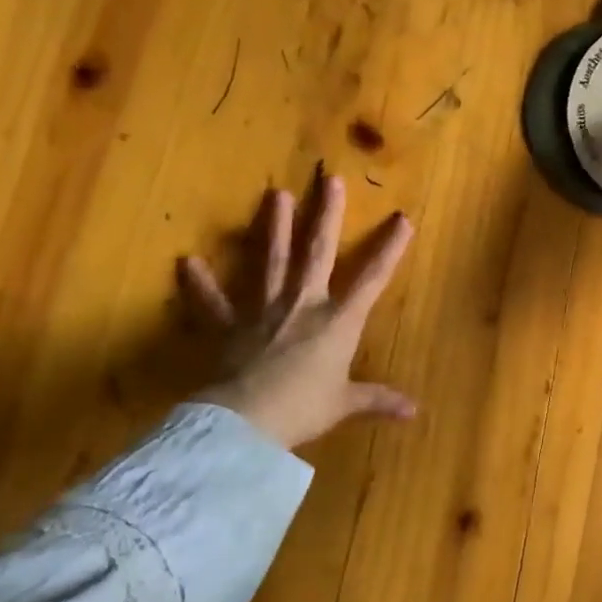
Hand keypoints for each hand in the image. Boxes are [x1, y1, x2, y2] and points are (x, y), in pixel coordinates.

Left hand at [179, 173, 415, 450]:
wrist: (247, 422)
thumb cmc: (303, 409)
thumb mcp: (344, 404)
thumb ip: (377, 400)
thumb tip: (415, 412)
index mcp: (337, 322)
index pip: (371, 279)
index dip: (390, 249)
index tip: (403, 218)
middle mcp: (302, 305)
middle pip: (318, 253)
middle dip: (326, 215)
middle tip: (329, 179)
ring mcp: (263, 311)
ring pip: (271, 261)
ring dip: (273, 227)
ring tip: (274, 194)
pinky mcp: (229, 326)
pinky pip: (213, 303)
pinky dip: (200, 285)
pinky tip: (187, 262)